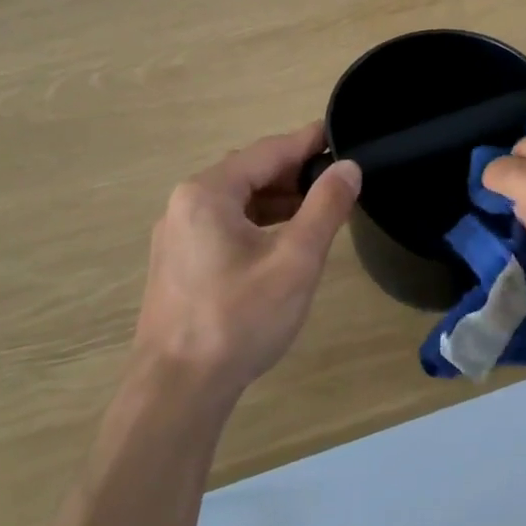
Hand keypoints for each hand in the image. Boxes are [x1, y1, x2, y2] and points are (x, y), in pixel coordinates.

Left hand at [129, 123, 360, 404]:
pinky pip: (224, 224)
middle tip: (338, 176)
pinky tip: (284, 238)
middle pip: (250, 172)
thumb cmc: (239, 320)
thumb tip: (348, 167)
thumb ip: (325, 207)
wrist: (177, 391)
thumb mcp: (295, 260)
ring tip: (319, 206)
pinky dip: (258, 222)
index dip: (309, 141)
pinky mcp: (178, 263)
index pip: (268, 151)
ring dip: (277, 198)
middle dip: (295, 171)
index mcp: (208, 193)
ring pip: (237, 200)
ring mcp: (177, 235)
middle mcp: (185, 204)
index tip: (342, 134)